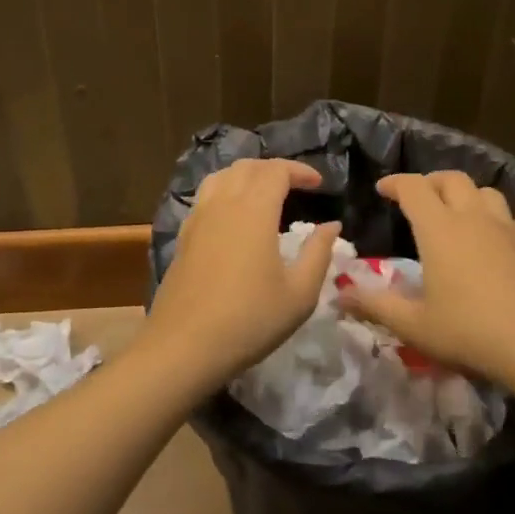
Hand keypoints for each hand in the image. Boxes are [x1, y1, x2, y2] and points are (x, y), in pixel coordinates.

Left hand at [145, 158, 341, 385]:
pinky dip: (225, 191)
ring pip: (221, 177)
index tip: (319, 184)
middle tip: (296, 186)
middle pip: (247, 167)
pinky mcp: (183, 236)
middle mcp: (223, 204)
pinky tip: (233, 217)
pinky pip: (205, 197)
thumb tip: (331, 225)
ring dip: (246, 175)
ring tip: (264, 193)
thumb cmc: (249, 320)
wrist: (184, 346)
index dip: (299, 171)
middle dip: (274, 169)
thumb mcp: (299, 294)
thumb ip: (318, 253)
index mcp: (253, 210)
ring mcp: (198, 219)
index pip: (276, 171)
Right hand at [336, 171, 514, 387]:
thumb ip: (375, 305)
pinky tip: (504, 240)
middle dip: (432, 182)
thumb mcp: (414, 325)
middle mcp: (474, 219)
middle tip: (419, 199)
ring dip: (469, 196)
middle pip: (453, 179)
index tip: (382, 190)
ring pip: (488, 193)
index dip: (395, 183)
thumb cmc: (470, 332)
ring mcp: (509, 231)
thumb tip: (340, 294)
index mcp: (439, 229)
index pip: (414, 187)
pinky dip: (508, 224)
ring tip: (459, 214)